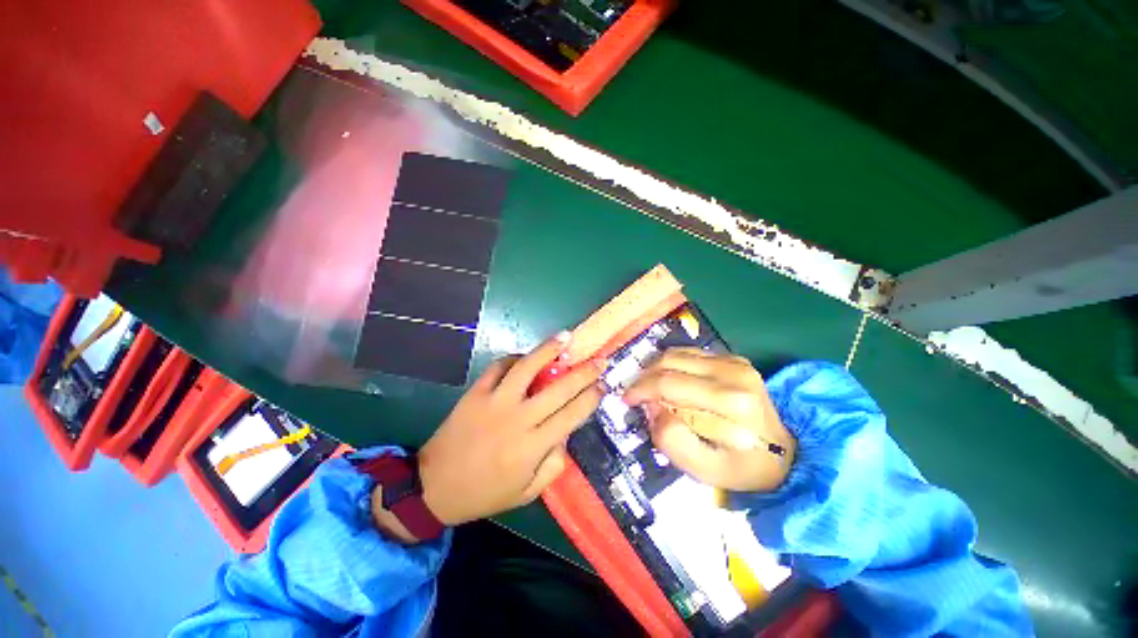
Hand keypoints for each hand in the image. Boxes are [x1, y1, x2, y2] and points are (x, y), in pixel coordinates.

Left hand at [416, 332, 604, 525]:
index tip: (603, 385)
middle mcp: (518, 419)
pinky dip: (514, 358)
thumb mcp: (527, 492)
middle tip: (599, 360)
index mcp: (532, 447)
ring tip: (566, 337)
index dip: (590, 397)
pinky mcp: (476, 393)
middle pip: (558, 388)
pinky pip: (498, 368)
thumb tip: (565, 435)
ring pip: (527, 368)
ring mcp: (495, 402)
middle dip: (583, 372)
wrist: (435, 487)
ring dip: (548, 350)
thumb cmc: (485, 493)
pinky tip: (526, 356)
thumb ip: (553, 465)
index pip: (571, 415)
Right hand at [623, 348, 795, 491]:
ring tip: (649, 388)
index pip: (670, 384)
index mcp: (731, 402)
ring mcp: (736, 361)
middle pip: (670, 363)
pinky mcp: (733, 358)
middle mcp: (734, 373)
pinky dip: (671, 365)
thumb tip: (653, 408)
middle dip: (644, 378)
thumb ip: (673, 442)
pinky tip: (669, 381)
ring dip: (655, 369)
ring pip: (677, 354)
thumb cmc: (743, 467)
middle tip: (635, 395)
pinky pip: (689, 353)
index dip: (642, 390)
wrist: (785, 454)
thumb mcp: (706, 470)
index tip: (627, 400)